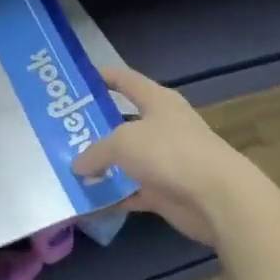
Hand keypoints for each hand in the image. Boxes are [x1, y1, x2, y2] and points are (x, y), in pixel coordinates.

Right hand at [71, 66, 261, 245]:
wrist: (217, 197)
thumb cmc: (170, 152)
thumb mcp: (122, 142)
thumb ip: (95, 152)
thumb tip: (78, 166)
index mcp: (157, 101)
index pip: (125, 80)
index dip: (102, 76)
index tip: (75, 80)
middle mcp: (162, 126)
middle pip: (122, 122)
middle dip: (94, 127)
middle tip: (62, 131)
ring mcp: (165, 160)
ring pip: (126, 160)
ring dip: (102, 166)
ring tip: (68, 168)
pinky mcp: (166, 191)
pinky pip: (132, 192)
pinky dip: (113, 197)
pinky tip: (88, 202)